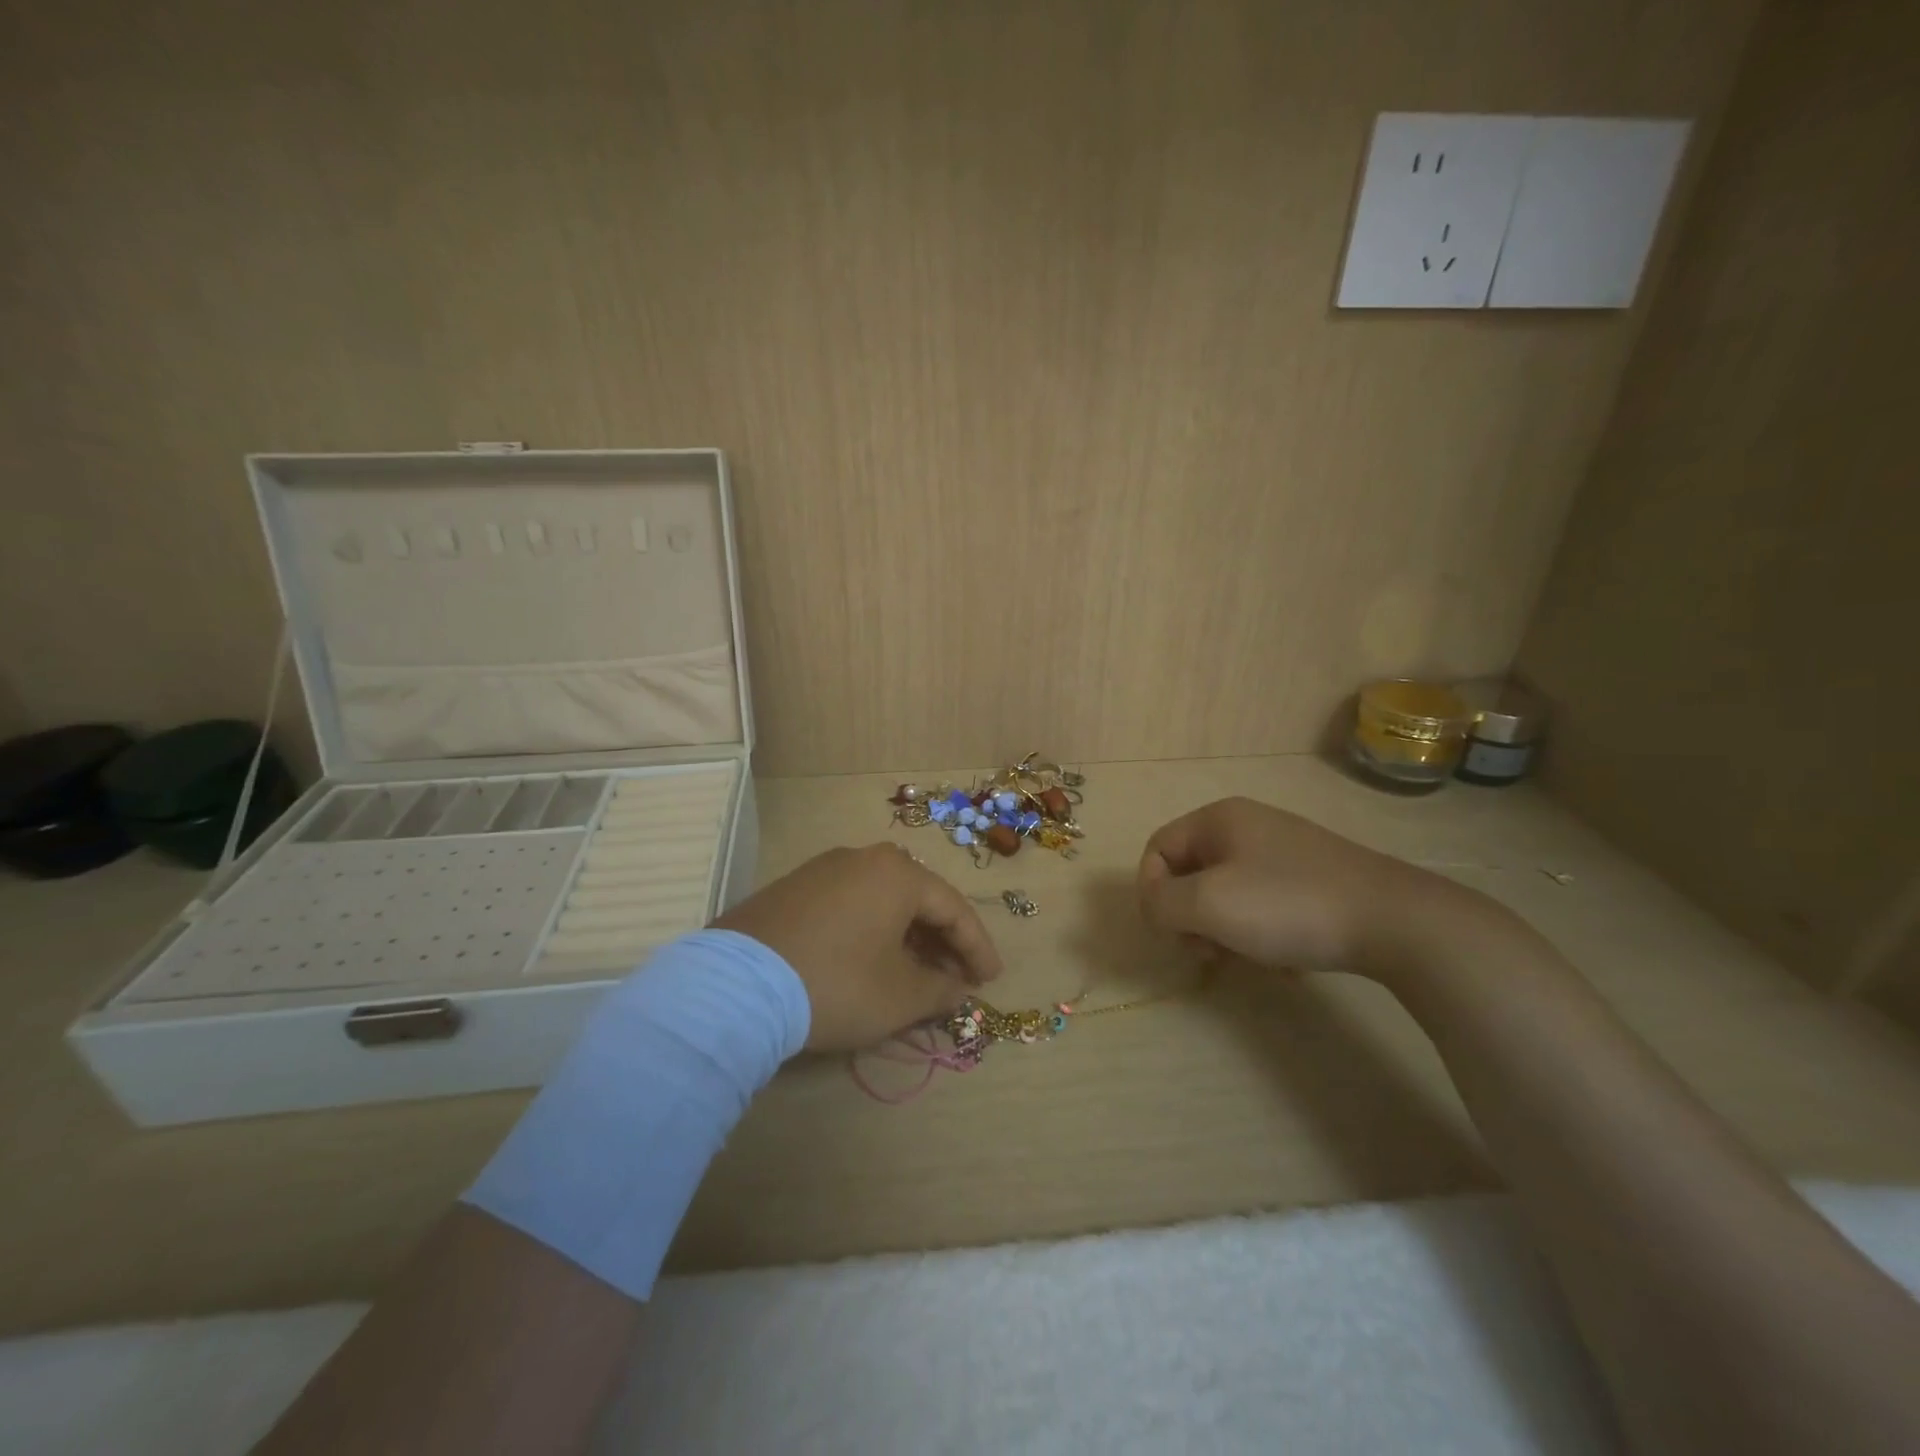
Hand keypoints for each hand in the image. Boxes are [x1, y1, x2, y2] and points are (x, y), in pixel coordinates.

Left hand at [715, 844, 1003, 1051]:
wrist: (736, 987)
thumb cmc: (837, 983)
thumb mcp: (900, 996)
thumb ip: (940, 990)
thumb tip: (957, 988)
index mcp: (897, 873)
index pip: (953, 908)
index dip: (977, 947)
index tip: (991, 980)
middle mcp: (862, 858)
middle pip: (917, 900)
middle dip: (941, 942)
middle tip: (956, 978)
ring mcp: (822, 870)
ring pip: (881, 902)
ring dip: (906, 938)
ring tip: (916, 975)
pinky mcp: (791, 890)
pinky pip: (849, 906)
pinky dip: (870, 932)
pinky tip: (870, 962)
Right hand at [1137, 797, 1456, 974]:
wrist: (1393, 921)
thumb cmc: (1287, 904)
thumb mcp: (1208, 904)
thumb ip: (1161, 903)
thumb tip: (1154, 906)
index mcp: (1219, 819)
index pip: (1157, 848)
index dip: (1151, 891)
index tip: (1171, 932)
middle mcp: (1247, 826)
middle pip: (1190, 873)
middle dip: (1190, 917)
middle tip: (1209, 952)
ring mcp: (1283, 852)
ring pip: (1226, 894)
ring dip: (1225, 932)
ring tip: (1250, 958)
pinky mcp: (1311, 879)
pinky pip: (1262, 905)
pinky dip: (1260, 934)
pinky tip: (1284, 960)